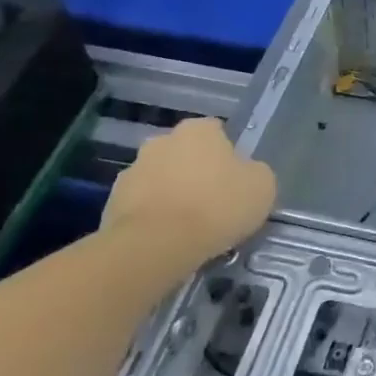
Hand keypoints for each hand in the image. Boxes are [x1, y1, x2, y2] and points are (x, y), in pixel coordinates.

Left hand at [102, 118, 276, 266]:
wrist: (157, 245)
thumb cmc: (218, 206)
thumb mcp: (262, 186)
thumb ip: (254, 172)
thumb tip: (245, 174)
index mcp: (198, 130)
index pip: (217, 131)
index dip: (228, 154)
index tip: (235, 179)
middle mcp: (161, 141)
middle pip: (184, 153)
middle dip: (194, 171)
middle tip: (212, 201)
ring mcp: (132, 170)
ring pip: (160, 178)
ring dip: (171, 193)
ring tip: (188, 226)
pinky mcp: (112, 202)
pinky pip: (141, 205)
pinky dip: (152, 216)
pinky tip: (167, 239)